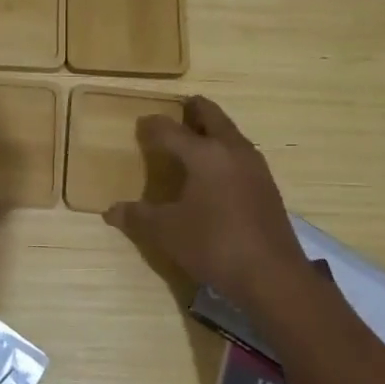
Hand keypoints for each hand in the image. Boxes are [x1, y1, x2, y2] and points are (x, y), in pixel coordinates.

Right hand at [104, 96, 308, 307]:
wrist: (273, 276)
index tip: (141, 123)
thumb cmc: (214, 245)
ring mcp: (254, 167)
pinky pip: (241, 154)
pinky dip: (225, 151)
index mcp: (204, 154)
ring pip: (230, 134)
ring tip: (195, 137)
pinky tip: (216, 172)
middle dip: (194, 110)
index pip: (170, 130)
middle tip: (179, 108)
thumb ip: (138, 217)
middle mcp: (232, 150)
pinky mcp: (266, 186)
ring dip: (213, 129)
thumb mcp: (167, 232)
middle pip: (211, 116)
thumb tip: (111, 211)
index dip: (152, 125)